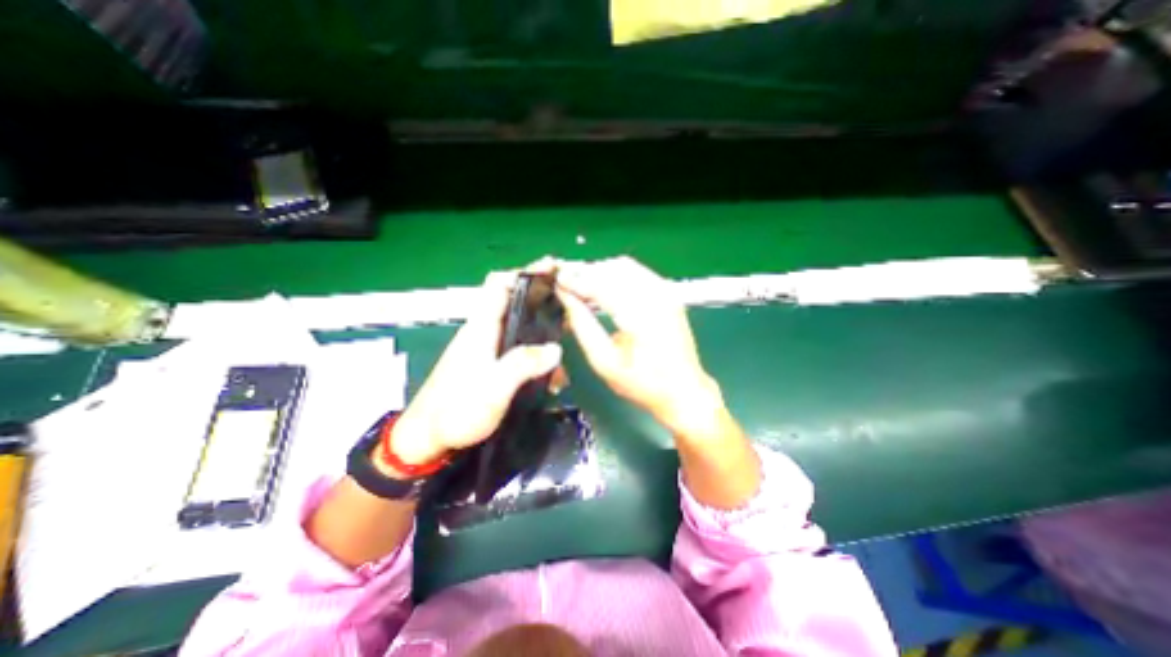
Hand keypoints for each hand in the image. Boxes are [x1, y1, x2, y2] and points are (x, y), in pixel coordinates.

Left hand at [387, 269, 563, 469]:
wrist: (428, 439)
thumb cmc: (456, 410)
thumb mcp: (493, 388)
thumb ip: (523, 365)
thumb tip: (556, 349)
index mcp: (482, 327)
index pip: (500, 284)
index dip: (524, 273)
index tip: (552, 271)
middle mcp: (485, 331)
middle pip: (516, 303)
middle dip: (544, 301)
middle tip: (572, 307)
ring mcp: (488, 348)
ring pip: (521, 328)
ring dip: (544, 335)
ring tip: (566, 351)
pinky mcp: (491, 364)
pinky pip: (519, 350)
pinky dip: (537, 357)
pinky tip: (552, 378)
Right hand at [555, 257, 724, 436]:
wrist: (684, 390)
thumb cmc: (642, 384)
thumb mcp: (604, 362)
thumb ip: (582, 326)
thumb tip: (565, 297)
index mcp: (641, 317)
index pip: (602, 285)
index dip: (576, 280)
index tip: (556, 280)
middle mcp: (656, 297)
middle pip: (613, 268)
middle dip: (586, 272)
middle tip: (565, 283)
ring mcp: (666, 292)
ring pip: (625, 266)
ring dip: (600, 271)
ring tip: (581, 286)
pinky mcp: (668, 293)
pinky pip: (637, 272)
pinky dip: (615, 275)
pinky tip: (603, 288)